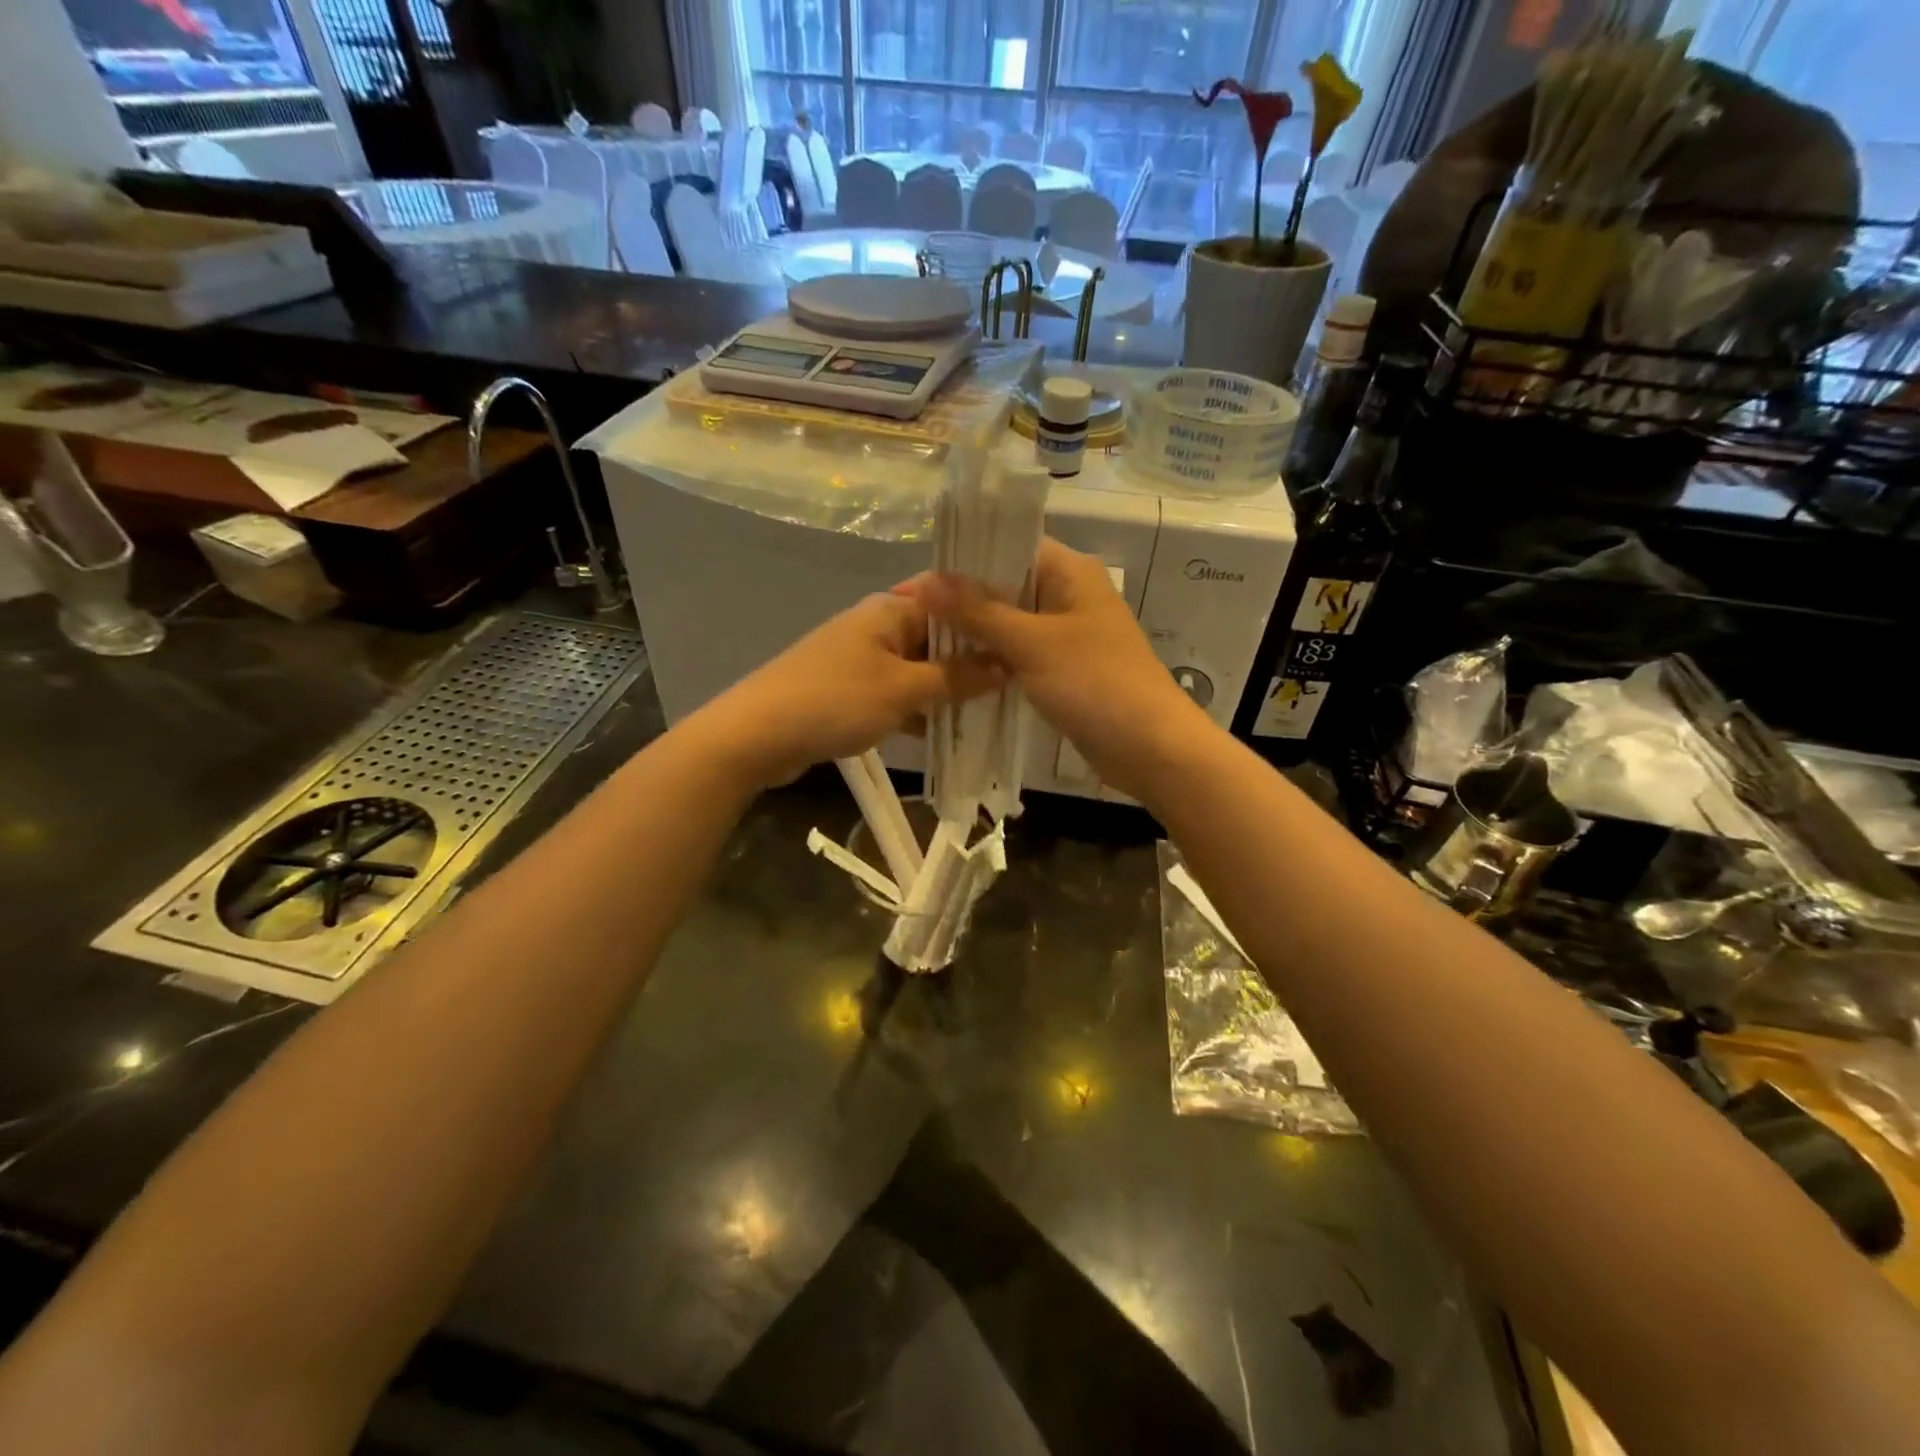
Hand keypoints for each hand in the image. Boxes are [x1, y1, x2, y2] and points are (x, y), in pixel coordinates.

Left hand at [693, 587, 1001, 788]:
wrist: (755, 735)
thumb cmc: (834, 701)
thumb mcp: (903, 690)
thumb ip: (956, 678)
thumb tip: (1005, 665)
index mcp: (890, 609)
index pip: (952, 600)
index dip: (987, 618)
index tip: (1023, 640)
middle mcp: (877, 625)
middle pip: (937, 636)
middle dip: (971, 661)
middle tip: (1015, 684)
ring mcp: (861, 658)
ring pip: (918, 668)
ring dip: (946, 689)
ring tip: (989, 711)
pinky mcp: (849, 689)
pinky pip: (897, 692)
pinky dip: (918, 708)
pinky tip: (942, 732)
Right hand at [917, 538, 1211, 799]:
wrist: (1151, 749)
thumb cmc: (1096, 684)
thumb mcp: (1032, 644)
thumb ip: (978, 611)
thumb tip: (924, 581)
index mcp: (1070, 572)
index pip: (1007, 546)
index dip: (959, 561)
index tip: (913, 585)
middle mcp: (1069, 594)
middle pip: (1004, 585)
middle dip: (960, 600)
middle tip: (909, 619)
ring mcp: (1067, 634)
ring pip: (1010, 623)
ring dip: (974, 632)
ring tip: (923, 643)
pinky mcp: (1064, 669)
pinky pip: (1019, 654)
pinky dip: (992, 659)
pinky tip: (956, 670)